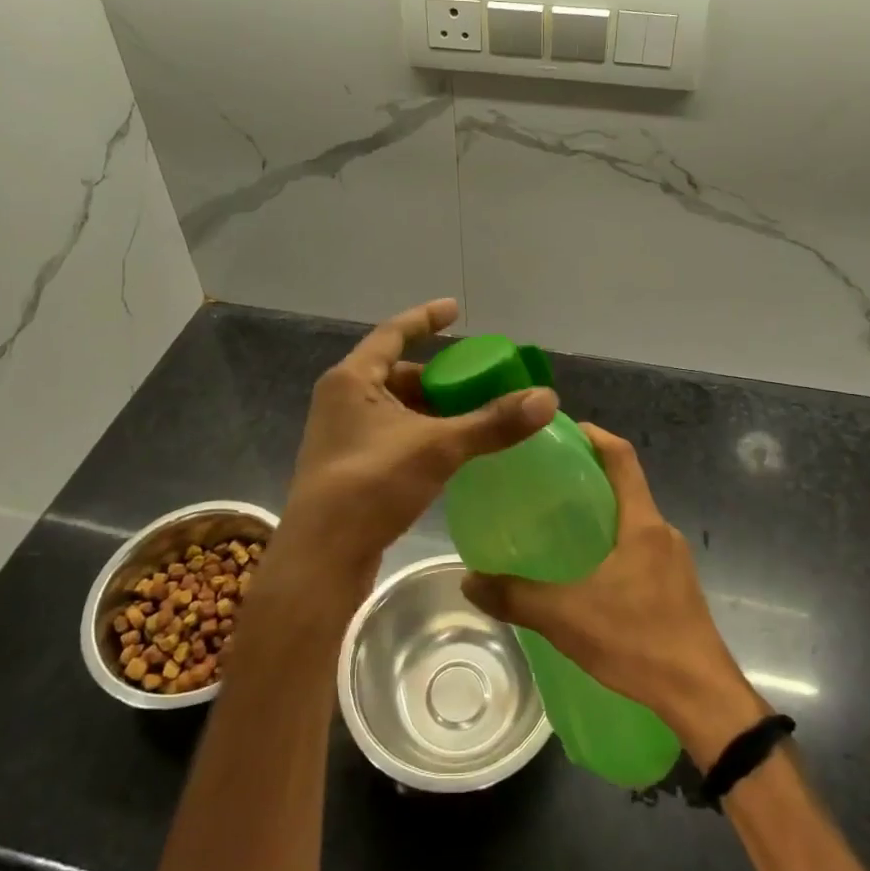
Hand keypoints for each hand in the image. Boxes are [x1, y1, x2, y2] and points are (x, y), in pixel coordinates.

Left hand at [278, 299, 557, 587]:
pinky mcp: (348, 466)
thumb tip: (547, 398)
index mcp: (351, 379)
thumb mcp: (437, 447)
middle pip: (397, 372)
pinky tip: (449, 450)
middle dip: (438, 376)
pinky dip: (421, 433)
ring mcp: (342, 434)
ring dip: (431, 408)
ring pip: (395, 407)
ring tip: (473, 415)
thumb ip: (492, 423)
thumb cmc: (372, 486)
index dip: (425, 318)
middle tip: (478, 380)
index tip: (455, 311)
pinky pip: (392, 433)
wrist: (322, 559)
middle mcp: (341, 399)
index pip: (393, 332)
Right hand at [462, 424, 766, 766]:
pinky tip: (586, 574)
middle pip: (627, 487)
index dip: (595, 435)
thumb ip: (516, 597)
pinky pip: (640, 550)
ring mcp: (674, 564)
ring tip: (559, 525)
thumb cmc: (639, 642)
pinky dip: (612, 545)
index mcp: (643, 524)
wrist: (702, 699)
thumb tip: (469, 580)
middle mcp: (663, 534)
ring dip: (602, 514)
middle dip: (590, 476)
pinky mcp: (677, 591)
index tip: (563, 429)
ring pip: (633, 522)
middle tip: (546, 481)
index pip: (623, 458)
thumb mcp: (567, 617)